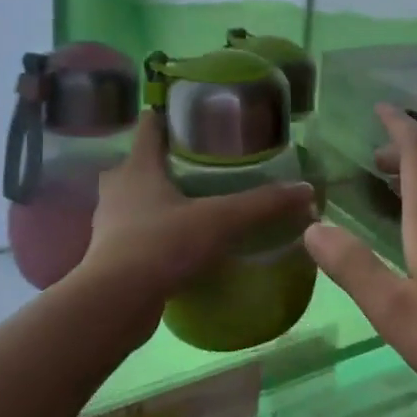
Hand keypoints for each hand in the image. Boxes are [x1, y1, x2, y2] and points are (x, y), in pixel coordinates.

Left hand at [77, 112, 315, 330]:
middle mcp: (118, 188)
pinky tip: (179, 242)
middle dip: (164, 160)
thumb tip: (306, 190)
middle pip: (139, 163)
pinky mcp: (110, 255)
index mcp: (138, 167)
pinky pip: (135, 232)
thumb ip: (262, 204)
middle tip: (200, 164)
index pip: (149, 126)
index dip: (167, 116)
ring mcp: (110, 223)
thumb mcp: (220, 220)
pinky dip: (154, 232)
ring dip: (157, 198)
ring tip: (192, 202)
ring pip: (134, 199)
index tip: (191, 114)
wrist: (116, 302)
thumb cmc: (162, 244)